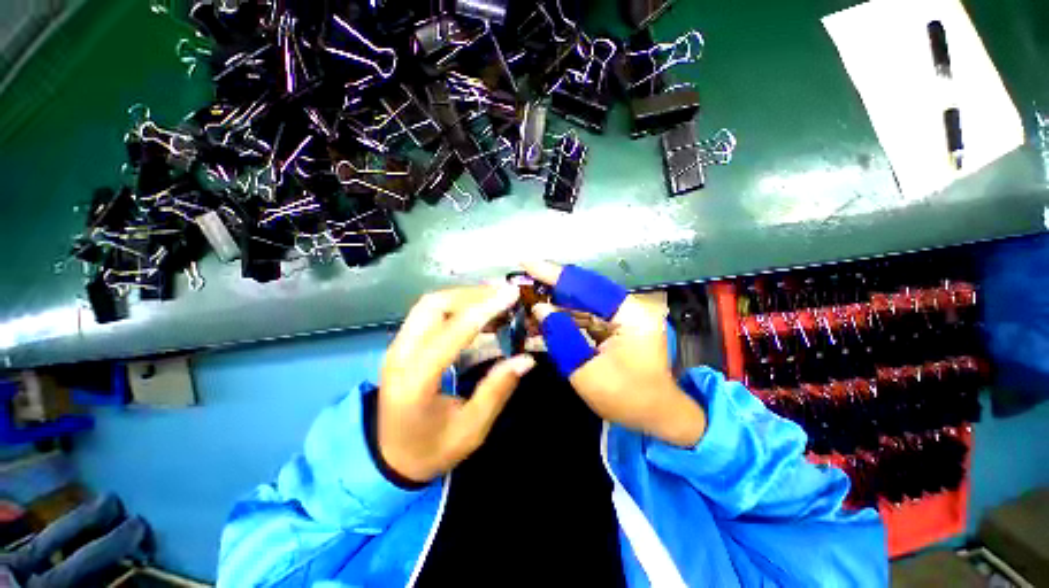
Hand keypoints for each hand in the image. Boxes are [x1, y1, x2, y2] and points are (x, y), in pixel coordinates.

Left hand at [379, 285, 535, 482]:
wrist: (390, 458)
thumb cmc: (431, 449)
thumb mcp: (471, 429)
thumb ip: (497, 390)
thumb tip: (526, 359)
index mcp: (415, 382)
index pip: (450, 334)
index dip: (483, 310)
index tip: (511, 295)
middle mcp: (399, 356)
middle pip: (433, 306)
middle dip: (473, 294)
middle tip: (505, 294)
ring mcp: (397, 346)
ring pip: (430, 304)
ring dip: (465, 295)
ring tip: (496, 297)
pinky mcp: (402, 344)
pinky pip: (429, 312)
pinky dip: (456, 304)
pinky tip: (479, 309)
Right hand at [524, 261, 705, 446]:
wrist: (656, 416)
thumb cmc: (627, 399)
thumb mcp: (587, 371)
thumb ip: (562, 336)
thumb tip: (539, 309)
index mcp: (630, 314)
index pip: (586, 287)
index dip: (554, 275)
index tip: (527, 263)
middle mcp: (627, 308)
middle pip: (583, 291)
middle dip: (551, 287)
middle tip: (521, 283)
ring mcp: (622, 317)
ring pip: (581, 303)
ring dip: (554, 305)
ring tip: (526, 305)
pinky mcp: (614, 327)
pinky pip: (584, 317)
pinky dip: (563, 318)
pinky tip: (543, 321)